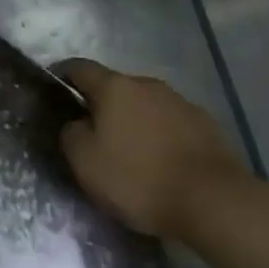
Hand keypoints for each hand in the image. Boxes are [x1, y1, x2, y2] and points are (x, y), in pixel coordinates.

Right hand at [57, 58, 251, 241]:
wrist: (213, 200)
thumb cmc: (140, 178)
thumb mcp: (86, 163)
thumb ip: (71, 135)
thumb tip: (76, 123)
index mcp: (114, 87)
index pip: (79, 67)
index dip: (63, 75)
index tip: (55, 90)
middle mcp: (146, 83)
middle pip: (114, 87)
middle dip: (102, 105)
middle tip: (94, 136)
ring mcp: (178, 101)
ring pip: (144, 105)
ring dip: (133, 121)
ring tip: (131, 154)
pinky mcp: (203, 123)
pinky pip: (170, 123)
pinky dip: (159, 136)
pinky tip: (162, 163)